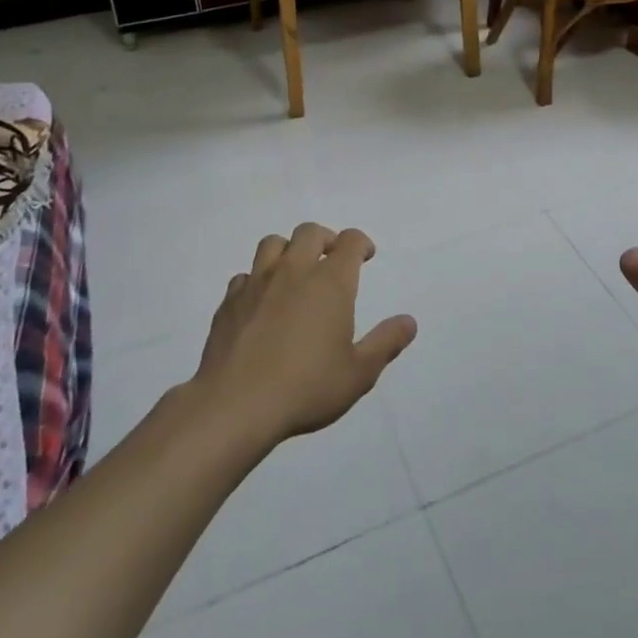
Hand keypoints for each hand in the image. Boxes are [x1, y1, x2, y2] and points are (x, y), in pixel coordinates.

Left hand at [191, 223, 417, 443]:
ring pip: (273, 243)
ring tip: (295, 271)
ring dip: (288, 250)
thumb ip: (385, 343)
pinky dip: (257, 280)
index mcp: (330, 282)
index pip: (350, 241)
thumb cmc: (306, 387)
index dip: (361, 243)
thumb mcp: (358, 373)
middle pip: (310, 232)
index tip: (366, 256)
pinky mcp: (228, 302)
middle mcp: (293, 271)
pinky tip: (261, 302)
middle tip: (332, 259)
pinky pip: (245, 275)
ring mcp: (257, 283)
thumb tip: (409, 322)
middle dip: (326, 239)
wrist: (235, 405)